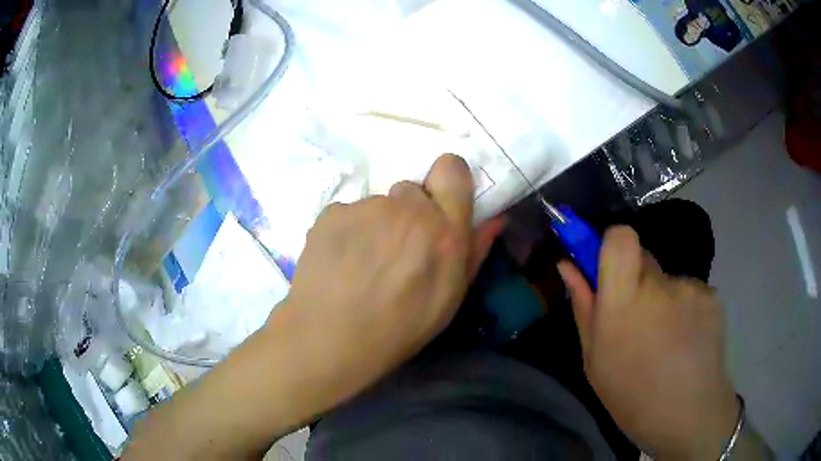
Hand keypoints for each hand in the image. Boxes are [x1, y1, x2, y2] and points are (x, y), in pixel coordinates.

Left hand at [273, 154, 503, 404]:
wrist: (332, 338)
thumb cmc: (400, 327)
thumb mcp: (450, 298)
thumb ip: (474, 251)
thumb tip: (495, 218)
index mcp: (445, 231)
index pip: (452, 168)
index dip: (446, 179)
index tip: (438, 200)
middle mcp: (408, 210)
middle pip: (411, 189)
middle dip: (408, 212)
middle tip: (395, 249)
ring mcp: (367, 208)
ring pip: (377, 204)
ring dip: (376, 225)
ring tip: (362, 263)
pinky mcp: (333, 212)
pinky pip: (347, 213)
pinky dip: (346, 231)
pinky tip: (339, 261)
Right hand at [558, 226, 738, 459]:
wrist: (689, 416)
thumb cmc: (632, 396)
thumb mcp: (595, 360)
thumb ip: (584, 307)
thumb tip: (568, 264)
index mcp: (624, 302)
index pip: (620, 237)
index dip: (612, 243)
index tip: (607, 267)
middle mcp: (660, 285)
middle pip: (643, 258)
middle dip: (636, 281)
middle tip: (637, 321)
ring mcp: (690, 288)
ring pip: (667, 280)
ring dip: (662, 300)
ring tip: (666, 341)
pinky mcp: (712, 295)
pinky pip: (689, 292)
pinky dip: (685, 310)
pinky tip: (687, 342)